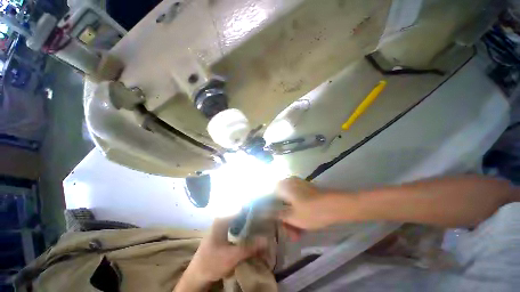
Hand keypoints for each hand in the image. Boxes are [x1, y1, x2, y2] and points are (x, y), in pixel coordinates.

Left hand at [182, 217, 267, 287]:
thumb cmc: (212, 263)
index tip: (265, 211)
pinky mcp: (223, 232)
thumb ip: (250, 247)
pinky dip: (245, 227)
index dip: (253, 209)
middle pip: (241, 213)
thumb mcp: (232, 256)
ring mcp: (222, 225)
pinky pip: (237, 225)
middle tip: (265, 218)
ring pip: (239, 219)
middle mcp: (222, 218)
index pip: (241, 209)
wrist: (197, 275)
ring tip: (261, 224)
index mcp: (222, 219)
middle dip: (253, 215)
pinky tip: (252, 231)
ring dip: (249, 221)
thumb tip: (267, 239)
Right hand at [276, 177, 347, 231]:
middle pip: (281, 202)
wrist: (335, 206)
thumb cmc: (311, 211)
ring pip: (290, 203)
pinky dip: (298, 213)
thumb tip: (269, 214)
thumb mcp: (292, 217)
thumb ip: (279, 216)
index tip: (274, 222)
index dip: (271, 210)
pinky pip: (298, 202)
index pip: (271, 197)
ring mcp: (299, 186)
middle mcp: (290, 183)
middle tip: (288, 232)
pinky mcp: (308, 191)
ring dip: (292, 218)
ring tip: (296, 234)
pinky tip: (302, 226)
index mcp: (284, 186)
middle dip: (284, 218)